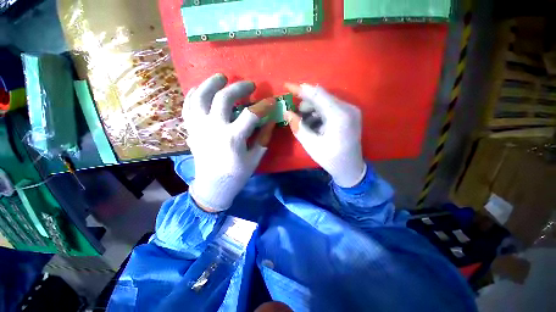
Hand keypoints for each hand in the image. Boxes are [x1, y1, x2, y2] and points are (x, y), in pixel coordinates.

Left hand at [182, 74, 275, 212]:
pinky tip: (201, 89)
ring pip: (200, 96)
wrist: (213, 185)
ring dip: (211, 83)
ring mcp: (199, 127)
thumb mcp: (255, 158)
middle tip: (249, 85)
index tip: (271, 101)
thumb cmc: (237, 174)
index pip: (251, 114)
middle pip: (224, 98)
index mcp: (233, 138)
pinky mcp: (192, 129)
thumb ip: (264, 138)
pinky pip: (188, 106)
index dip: (263, 105)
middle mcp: (214, 128)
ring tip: (221, 77)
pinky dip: (194, 94)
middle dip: (239, 87)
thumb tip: (271, 121)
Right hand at [284, 84, 366, 187]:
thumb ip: (298, 126)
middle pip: (321, 97)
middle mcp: (348, 108)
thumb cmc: (331, 159)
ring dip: (311, 110)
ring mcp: (350, 110)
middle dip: (305, 104)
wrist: (350, 168)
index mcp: (340, 116)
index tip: (286, 86)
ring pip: (324, 102)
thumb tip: (287, 112)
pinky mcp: (349, 114)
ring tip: (304, 124)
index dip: (300, 89)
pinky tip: (314, 126)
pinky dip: (318, 114)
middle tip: (295, 116)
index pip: (317, 94)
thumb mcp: (311, 145)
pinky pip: (329, 108)